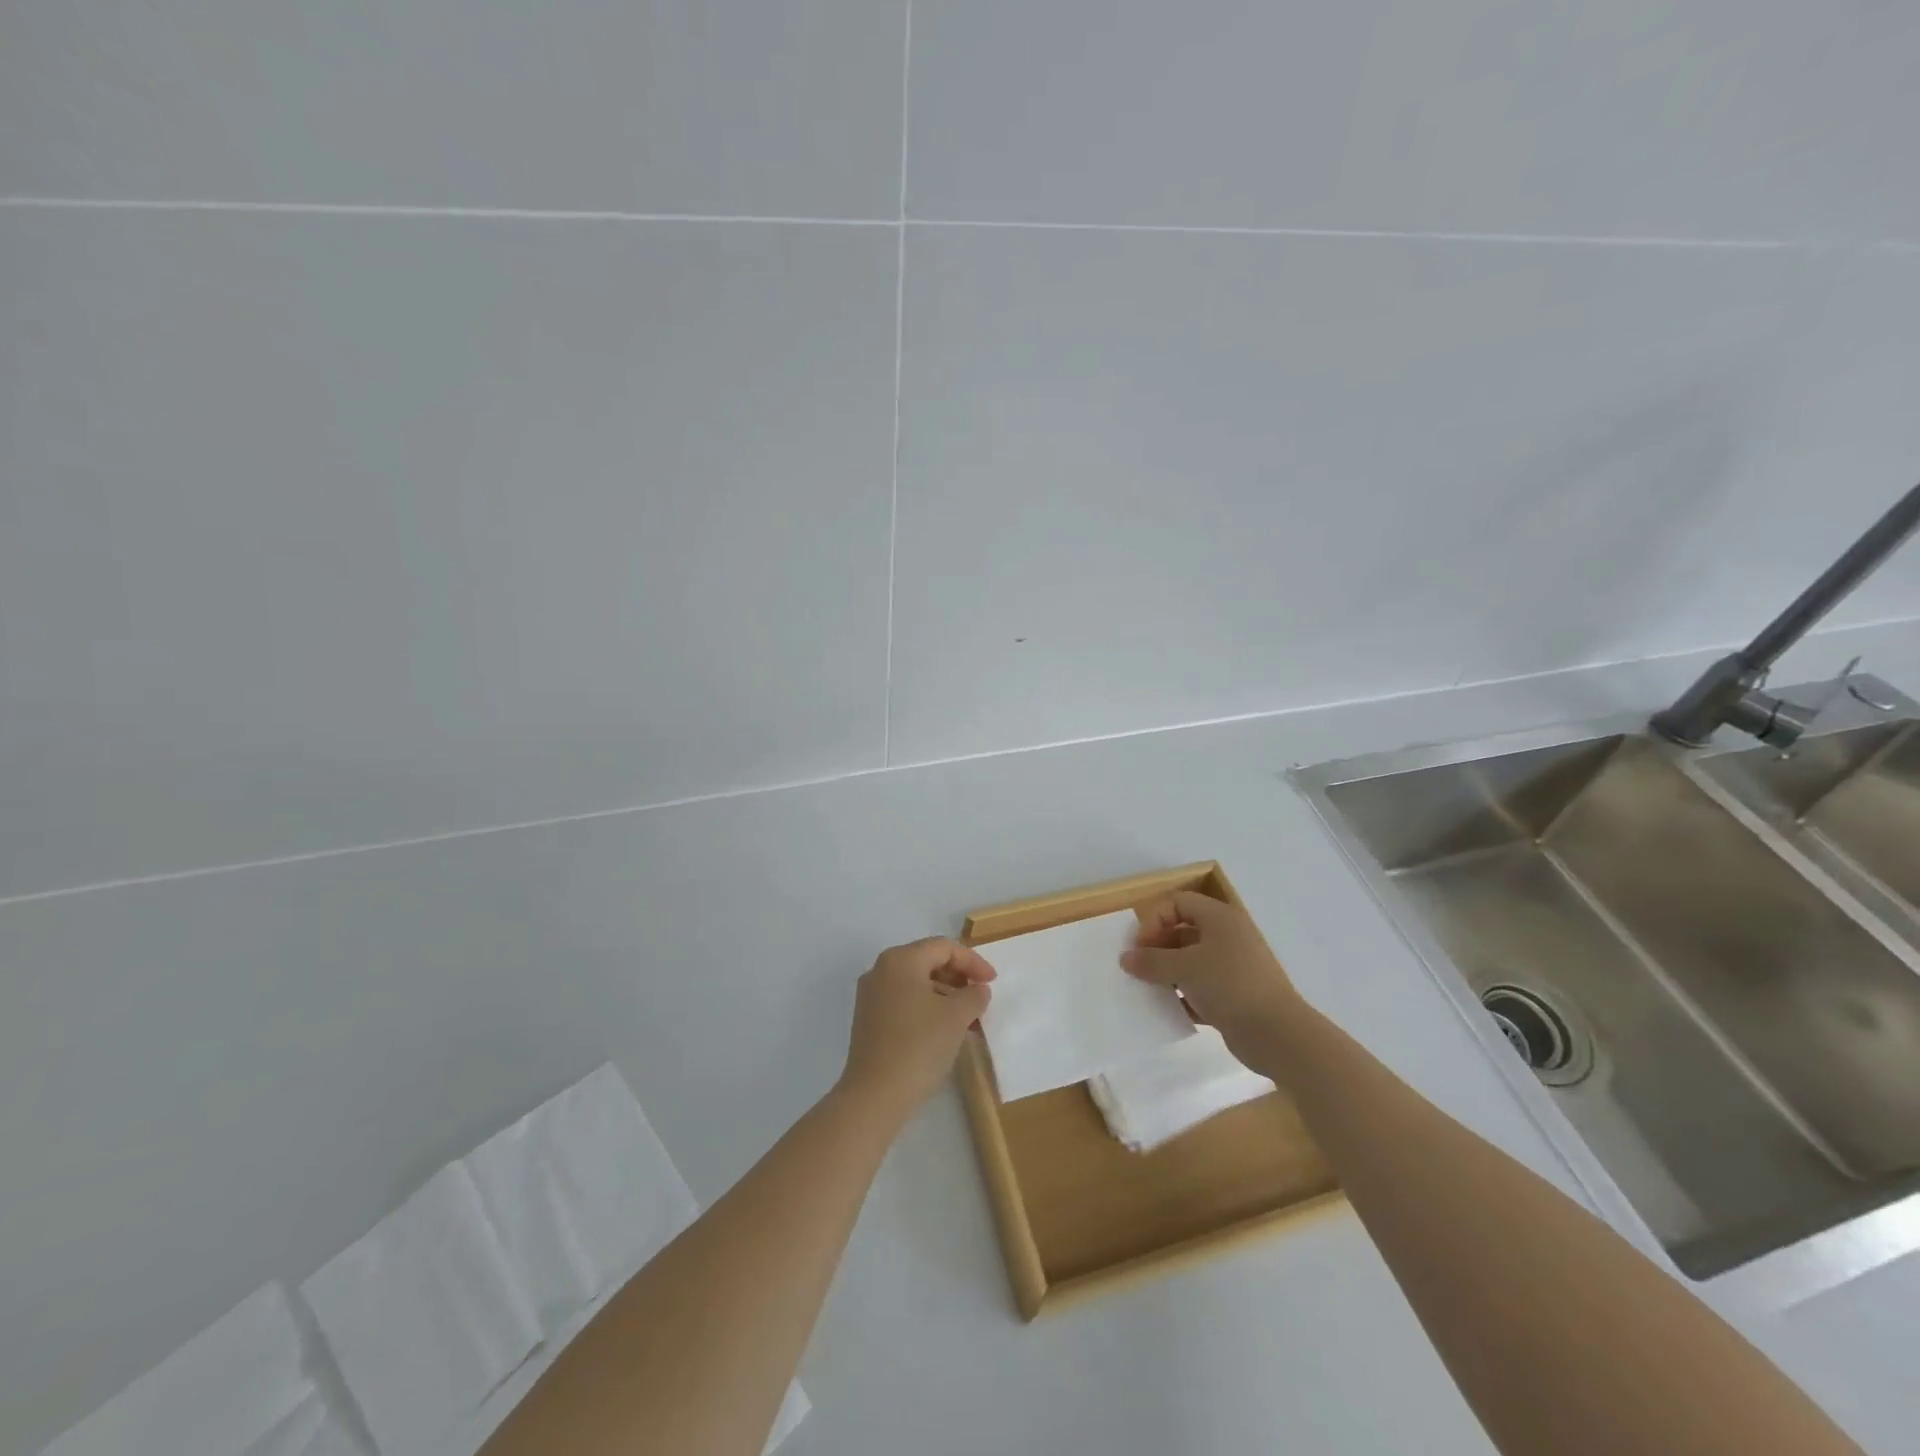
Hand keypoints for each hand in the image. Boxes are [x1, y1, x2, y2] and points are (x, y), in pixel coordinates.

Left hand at [838, 937, 995, 1115]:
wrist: (875, 1096)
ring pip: (917, 983)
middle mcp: (881, 970)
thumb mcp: (957, 1017)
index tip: (993, 982)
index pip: (943, 947)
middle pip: (928, 961)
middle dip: (959, 978)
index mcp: (900, 960)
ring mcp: (871, 996)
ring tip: (968, 1020)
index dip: (973, 961)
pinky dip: (928, 1008)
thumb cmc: (919, 1046)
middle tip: (980, 998)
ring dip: (946, 995)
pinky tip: (945, 1031)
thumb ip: (974, 995)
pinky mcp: (869, 1020)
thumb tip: (978, 990)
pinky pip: (905, 1001)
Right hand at [1121, 892, 1307, 1068]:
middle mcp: (1228, 937)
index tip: (1140, 947)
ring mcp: (1233, 967)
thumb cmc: (1229, 985)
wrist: (1278, 1035)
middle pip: (1183, 932)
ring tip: (1150, 991)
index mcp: (1220, 918)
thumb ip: (1151, 961)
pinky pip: (1201, 988)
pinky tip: (1171, 1010)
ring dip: (1168, 974)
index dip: (1155, 920)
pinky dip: (1185, 996)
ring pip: (1191, 962)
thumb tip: (1125, 958)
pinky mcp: (1235, 995)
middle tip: (1139, 969)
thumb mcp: (1184, 968)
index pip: (1178, 903)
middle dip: (1157, 949)